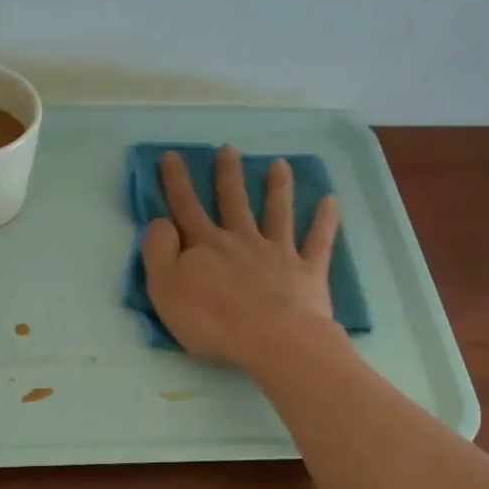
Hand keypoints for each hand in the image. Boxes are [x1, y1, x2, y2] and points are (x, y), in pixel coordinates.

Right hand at [141, 147, 342, 369]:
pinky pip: (318, 240)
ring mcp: (278, 253)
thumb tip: (160, 222)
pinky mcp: (307, 271)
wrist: (273, 339)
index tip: (172, 155)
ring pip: (277, 212)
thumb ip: (158, 252)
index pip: (186, 207)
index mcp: (206, 246)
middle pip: (234, 201)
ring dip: (278, 187)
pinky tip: (330, 201)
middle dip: (228, 174)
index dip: (176, 182)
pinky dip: (324, 220)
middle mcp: (242, 240)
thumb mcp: (165, 289)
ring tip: (280, 164)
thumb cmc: (212, 320)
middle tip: (228, 149)